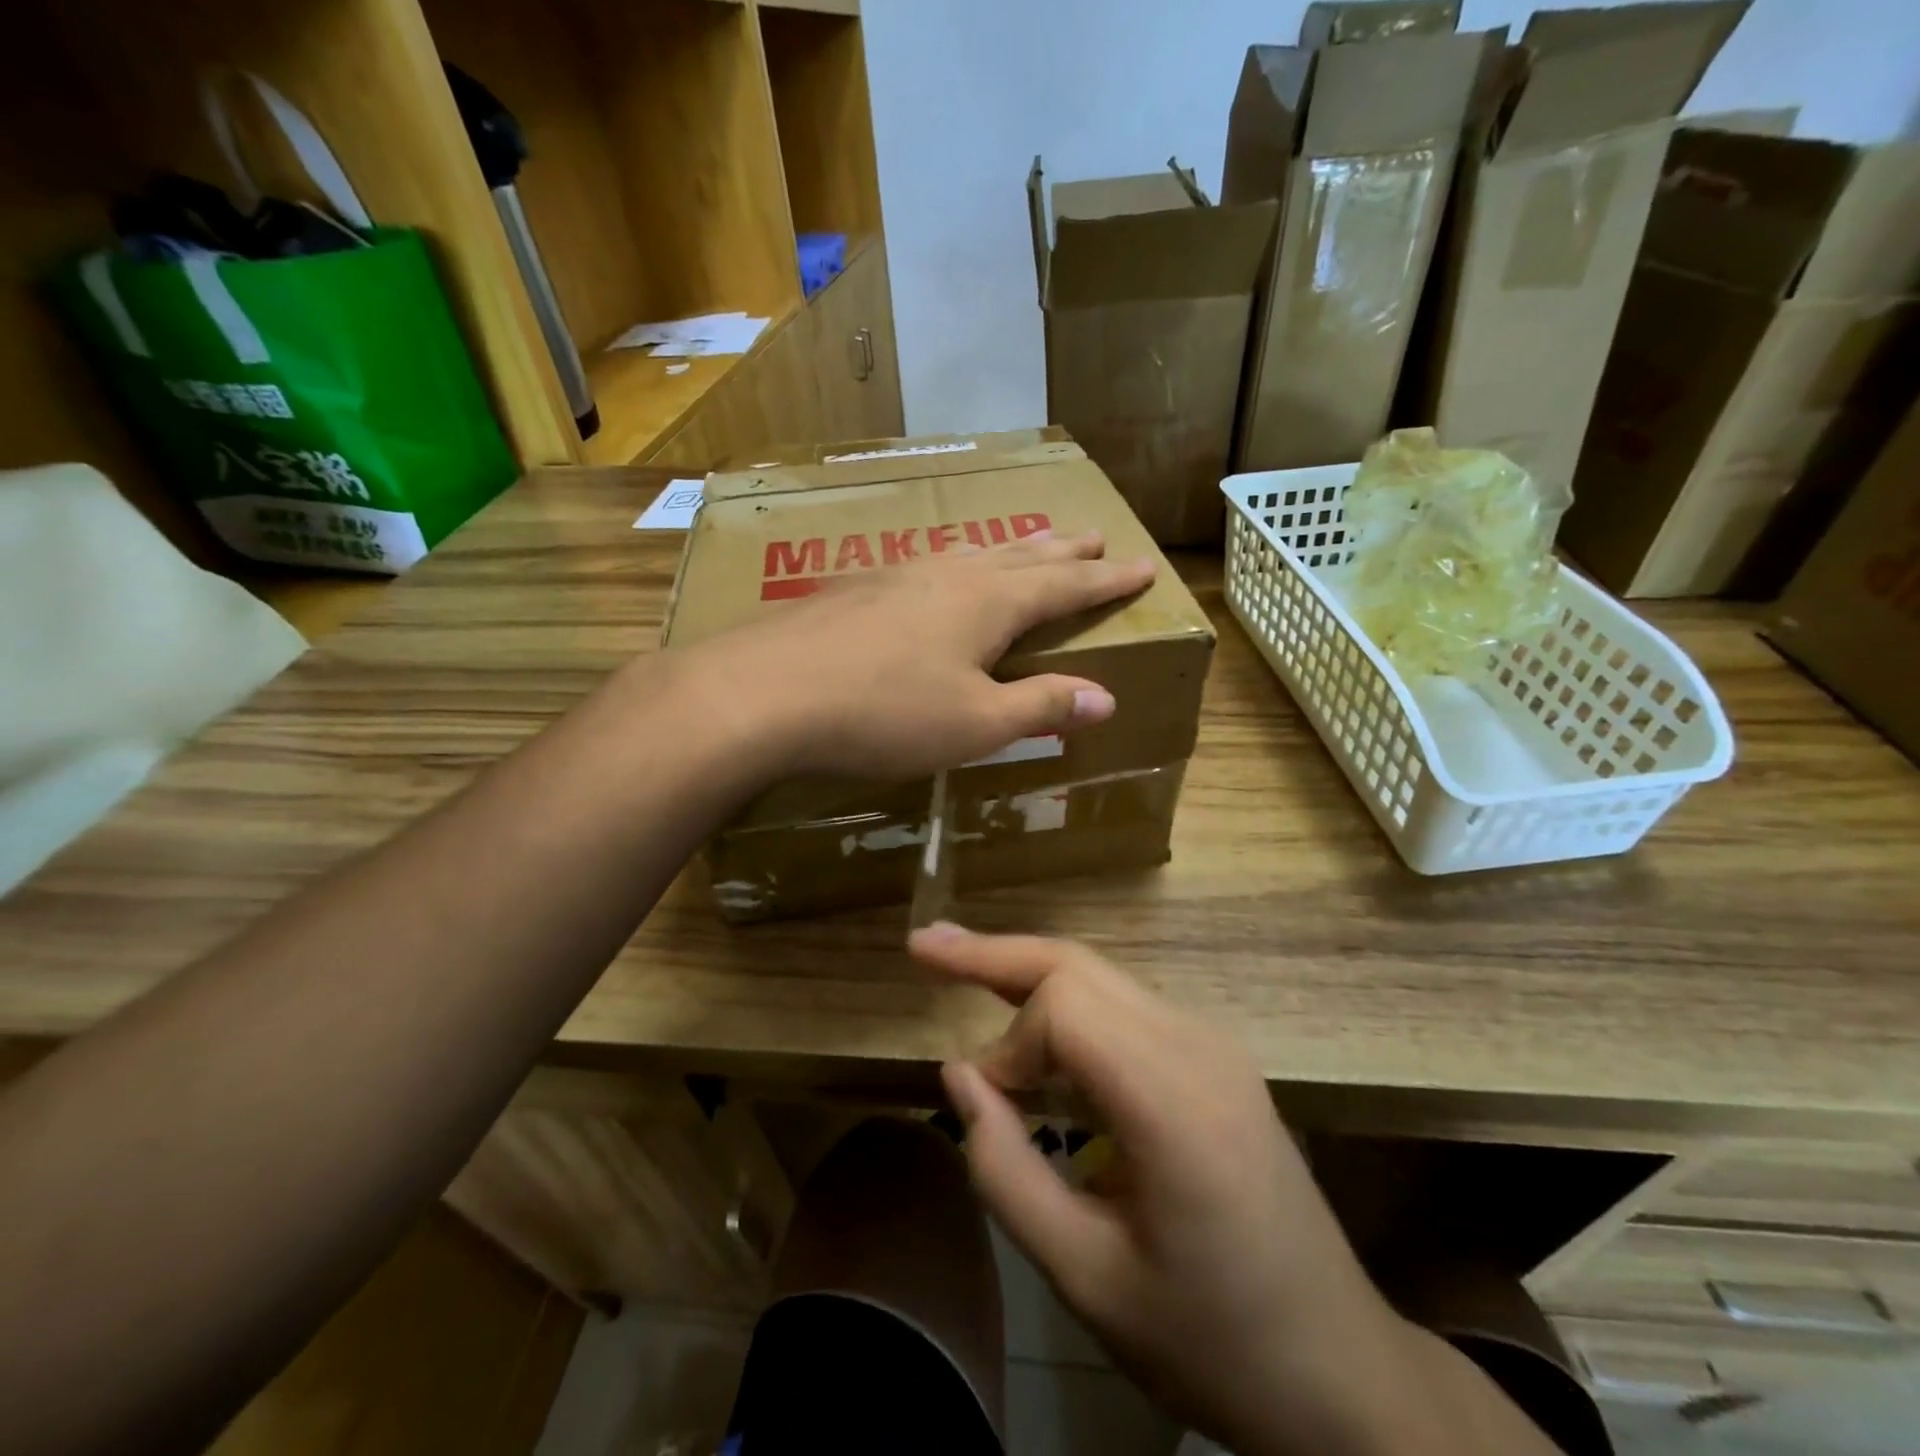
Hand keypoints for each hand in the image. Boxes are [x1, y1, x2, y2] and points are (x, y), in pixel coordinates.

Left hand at [684, 531, 1153, 780]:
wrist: (763, 692)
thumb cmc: (883, 714)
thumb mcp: (975, 724)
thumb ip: (1041, 707)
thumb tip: (1106, 698)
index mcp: (989, 604)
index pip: (1065, 585)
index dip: (1106, 580)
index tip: (1142, 565)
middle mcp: (948, 575)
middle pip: (1021, 555)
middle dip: (1063, 550)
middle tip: (1095, 535)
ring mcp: (897, 574)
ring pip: (971, 554)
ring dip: (1010, 550)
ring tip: (1029, 545)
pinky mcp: (855, 588)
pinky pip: (926, 566)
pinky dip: (955, 566)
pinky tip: (938, 575)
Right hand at [910, 927, 1427, 1455]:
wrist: (1337, 1367)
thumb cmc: (1212, 1339)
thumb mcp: (1088, 1281)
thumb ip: (1007, 1174)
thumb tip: (960, 1077)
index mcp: (1177, 1103)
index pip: (1068, 1010)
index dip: (1009, 1046)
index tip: (987, 1104)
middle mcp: (1198, 1047)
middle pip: (1080, 966)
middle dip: (996, 954)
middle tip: (925, 947)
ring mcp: (1212, 1043)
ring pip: (1100, 976)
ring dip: (1026, 972)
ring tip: (958, 963)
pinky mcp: (1212, 1055)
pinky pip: (1123, 1006)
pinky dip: (1064, 1006)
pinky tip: (1029, 1019)